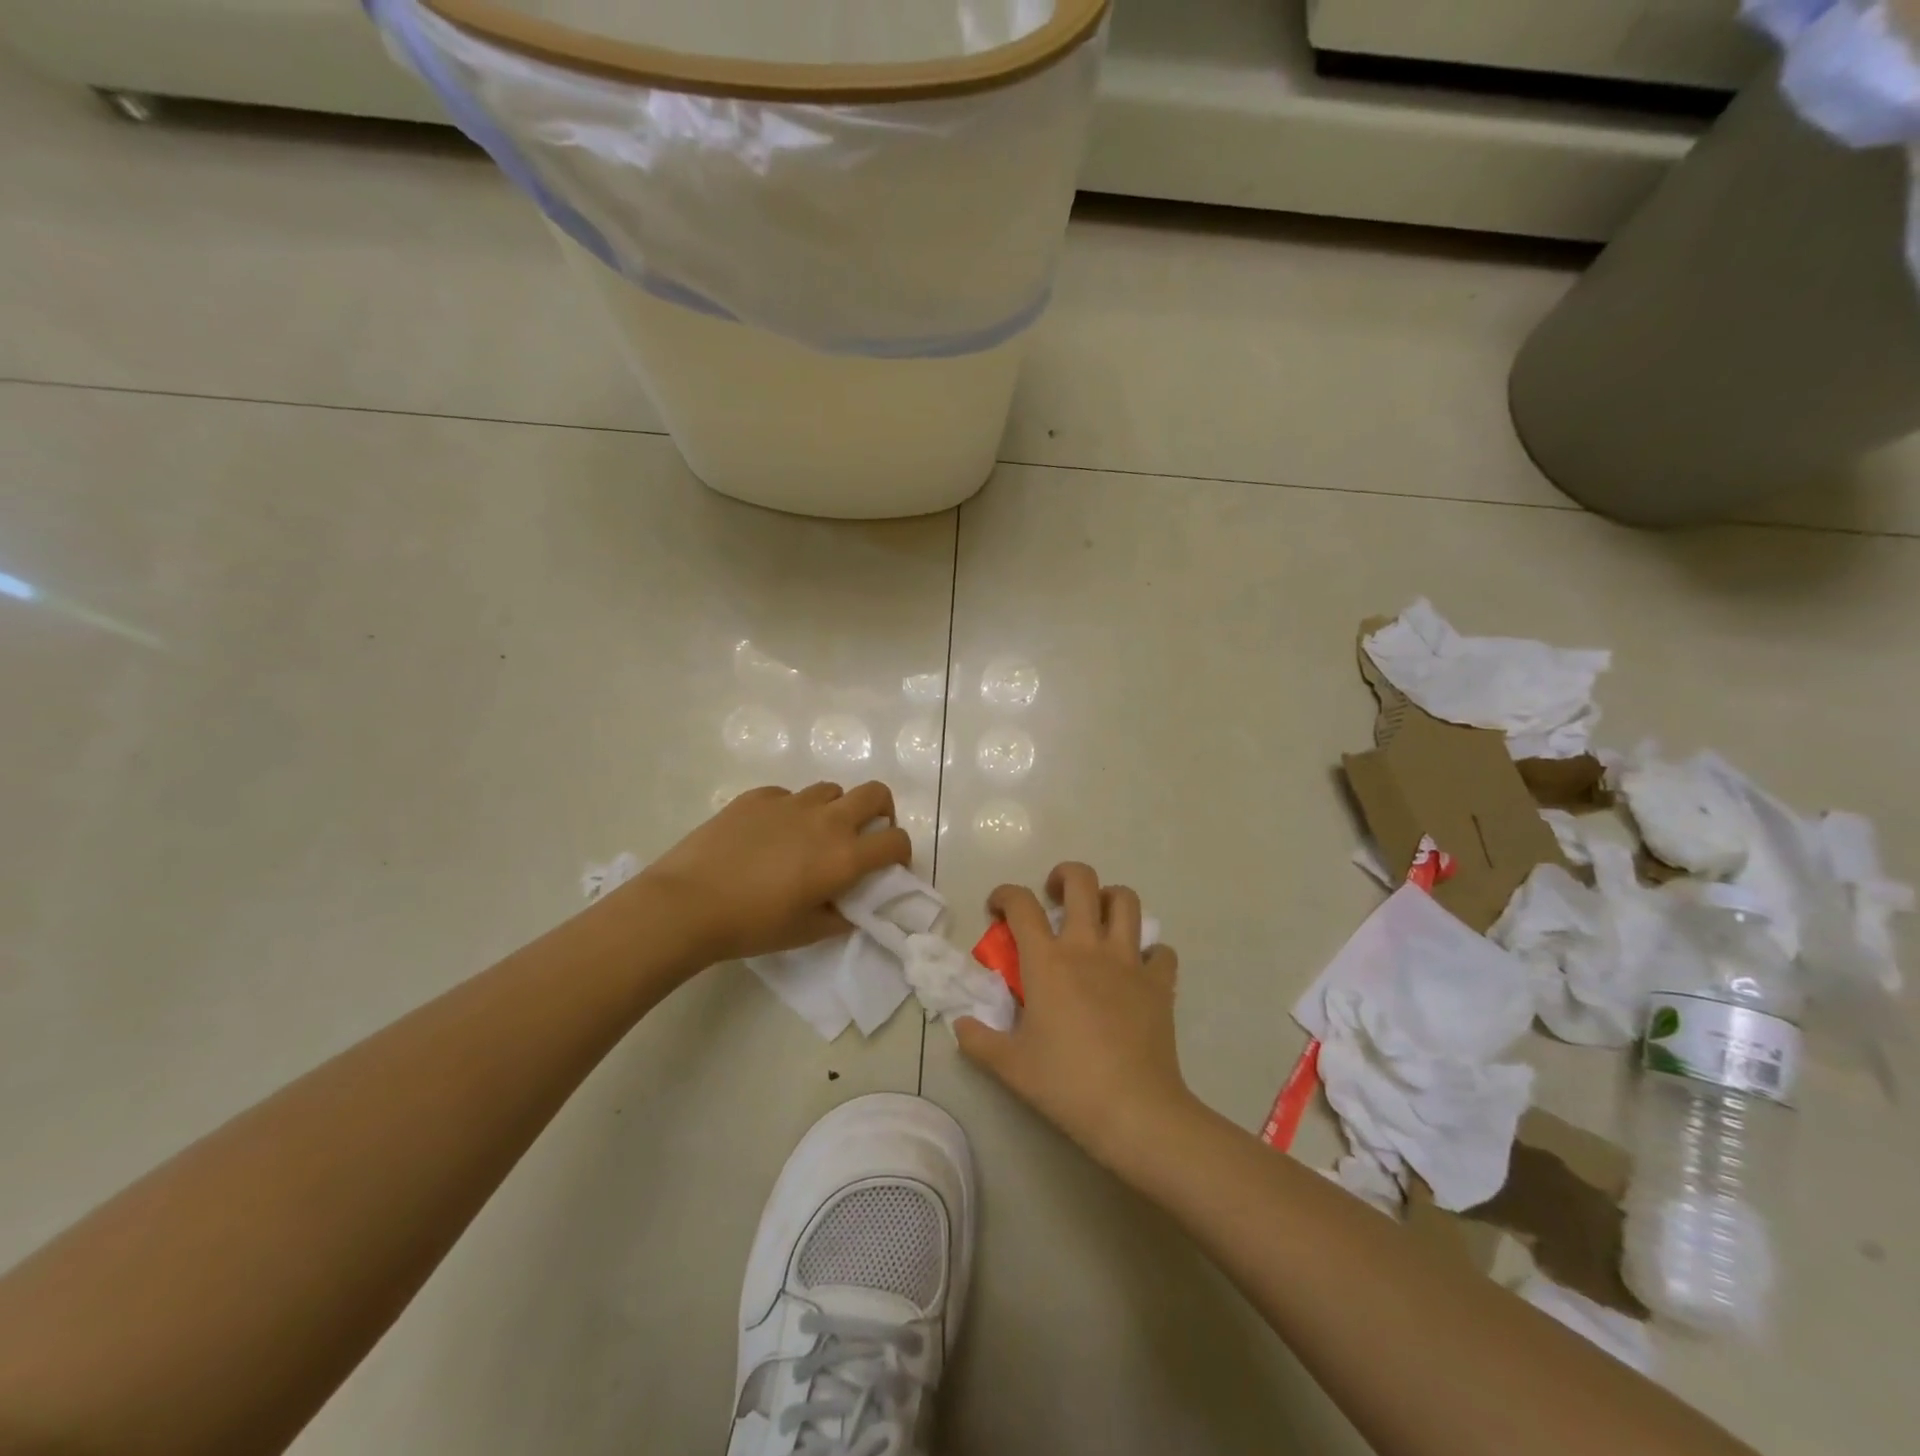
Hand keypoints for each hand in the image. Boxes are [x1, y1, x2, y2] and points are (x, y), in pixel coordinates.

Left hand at [634, 782, 912, 963]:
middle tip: (863, 835)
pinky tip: (769, 835)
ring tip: (812, 835)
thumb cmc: (751, 925)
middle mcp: (826, 821)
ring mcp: (791, 803)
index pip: (895, 840)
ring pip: (831, 790)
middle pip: (875, 793)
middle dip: (881, 811)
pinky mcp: (758, 796)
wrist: (687, 904)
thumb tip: (848, 907)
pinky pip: (789, 796)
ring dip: (834, 810)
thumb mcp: (805, 933)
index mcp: (844, 856)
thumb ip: (838, 917)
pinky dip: (791, 811)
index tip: (888, 866)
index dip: (901, 852)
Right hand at [955, 862, 1192, 1170]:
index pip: (1021, 904)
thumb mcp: (1010, 1066)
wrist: (1133, 1110)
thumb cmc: (1066, 1083)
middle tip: (1054, 894)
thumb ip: (978, 1040)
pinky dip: (1150, 953)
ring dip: (1110, 899)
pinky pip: (1161, 952)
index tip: (997, 908)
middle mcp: (1088, 947)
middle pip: (1082, 881)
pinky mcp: (1160, 983)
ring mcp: (1129, 961)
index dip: (1005, 895)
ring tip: (1098, 918)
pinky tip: (1138, 970)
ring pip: (1126, 901)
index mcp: (1047, 961)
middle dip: (1065, 875)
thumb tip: (961, 1024)